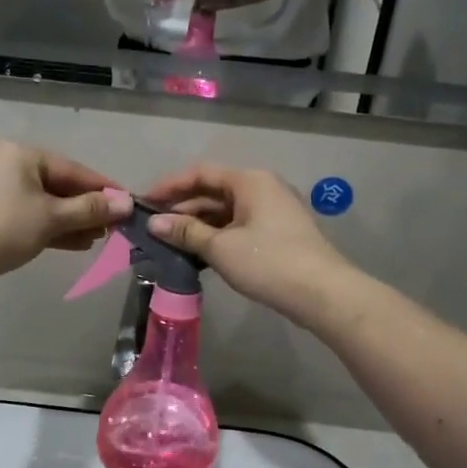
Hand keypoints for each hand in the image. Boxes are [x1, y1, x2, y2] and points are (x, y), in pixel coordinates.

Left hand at [0, 142, 132, 286]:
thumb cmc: (3, 228)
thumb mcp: (52, 218)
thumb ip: (91, 209)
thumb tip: (127, 203)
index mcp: (23, 154)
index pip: (75, 170)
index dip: (105, 190)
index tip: (131, 205)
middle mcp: (10, 164)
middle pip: (61, 186)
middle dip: (88, 209)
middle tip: (115, 229)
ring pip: (47, 203)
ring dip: (73, 221)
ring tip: (99, 239)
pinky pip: (32, 215)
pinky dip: (53, 227)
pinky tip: (76, 243)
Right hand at [141, 164, 349, 321]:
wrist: (323, 294)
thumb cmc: (268, 262)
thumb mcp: (221, 247)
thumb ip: (186, 231)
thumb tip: (154, 223)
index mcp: (249, 180)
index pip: (201, 173)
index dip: (169, 186)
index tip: (144, 203)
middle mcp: (263, 187)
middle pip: (214, 191)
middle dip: (182, 209)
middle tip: (153, 229)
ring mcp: (273, 211)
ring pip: (226, 211)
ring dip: (198, 226)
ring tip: (170, 245)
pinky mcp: (279, 234)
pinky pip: (239, 226)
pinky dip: (217, 237)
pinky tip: (199, 255)